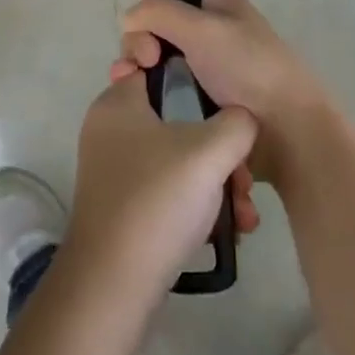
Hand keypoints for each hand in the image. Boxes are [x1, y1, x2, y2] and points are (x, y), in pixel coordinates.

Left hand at [60, 73, 257, 315]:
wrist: (114, 282)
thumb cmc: (157, 199)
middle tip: (242, 181)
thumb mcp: (209, 151)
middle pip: (179, 122)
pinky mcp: (124, 205)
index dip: (197, 83)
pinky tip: (228, 231)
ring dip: (217, 184)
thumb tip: (242, 120)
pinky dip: (198, 205)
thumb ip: (236, 123)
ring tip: (243, 215)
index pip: (159, 71)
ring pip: (179, 160)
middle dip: (221, 152)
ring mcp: (116, 170)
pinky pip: (169, 190)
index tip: (228, 110)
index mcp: (118, 103)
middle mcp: (111, 130)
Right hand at [118, 0, 332, 182]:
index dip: (148, 23)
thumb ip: (157, 12)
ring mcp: (216, 74)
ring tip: (137, 102)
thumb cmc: (249, 71)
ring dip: (145, 82)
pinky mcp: (214, 108)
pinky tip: (151, 118)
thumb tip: (126, 19)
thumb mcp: (202, 28)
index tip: (147, 51)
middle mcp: (217, 35)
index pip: (168, 5)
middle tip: (139, 75)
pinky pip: (176, 99)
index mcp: (221, 8)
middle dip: (140, 54)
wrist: (291, 134)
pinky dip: (160, 105)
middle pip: (161, 37)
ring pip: (165, 70)